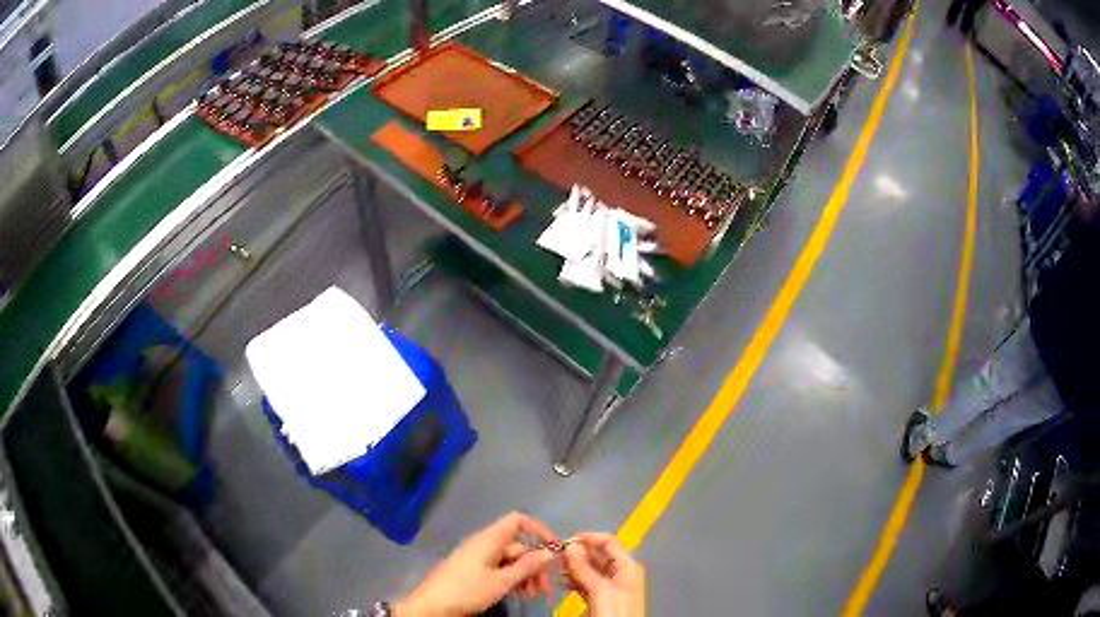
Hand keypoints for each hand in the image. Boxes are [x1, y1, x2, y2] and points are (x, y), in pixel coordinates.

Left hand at [397, 512, 557, 615]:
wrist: (432, 605)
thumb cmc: (467, 590)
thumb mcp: (502, 581)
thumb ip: (527, 566)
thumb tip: (550, 551)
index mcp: (490, 539)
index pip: (518, 520)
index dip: (539, 529)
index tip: (555, 549)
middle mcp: (485, 543)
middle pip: (518, 546)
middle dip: (535, 565)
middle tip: (544, 588)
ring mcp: (478, 557)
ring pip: (510, 560)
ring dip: (525, 575)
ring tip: (532, 595)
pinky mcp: (473, 570)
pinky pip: (499, 568)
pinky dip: (512, 578)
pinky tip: (518, 594)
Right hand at [563, 533, 645, 616]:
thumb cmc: (613, 611)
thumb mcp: (599, 589)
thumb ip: (584, 567)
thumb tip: (571, 545)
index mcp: (627, 565)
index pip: (609, 542)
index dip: (588, 538)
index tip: (565, 540)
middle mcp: (620, 572)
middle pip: (598, 555)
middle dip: (577, 553)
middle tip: (555, 555)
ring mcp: (610, 585)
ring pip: (590, 569)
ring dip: (573, 567)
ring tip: (555, 568)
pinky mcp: (601, 597)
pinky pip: (587, 582)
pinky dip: (575, 580)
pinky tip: (562, 581)